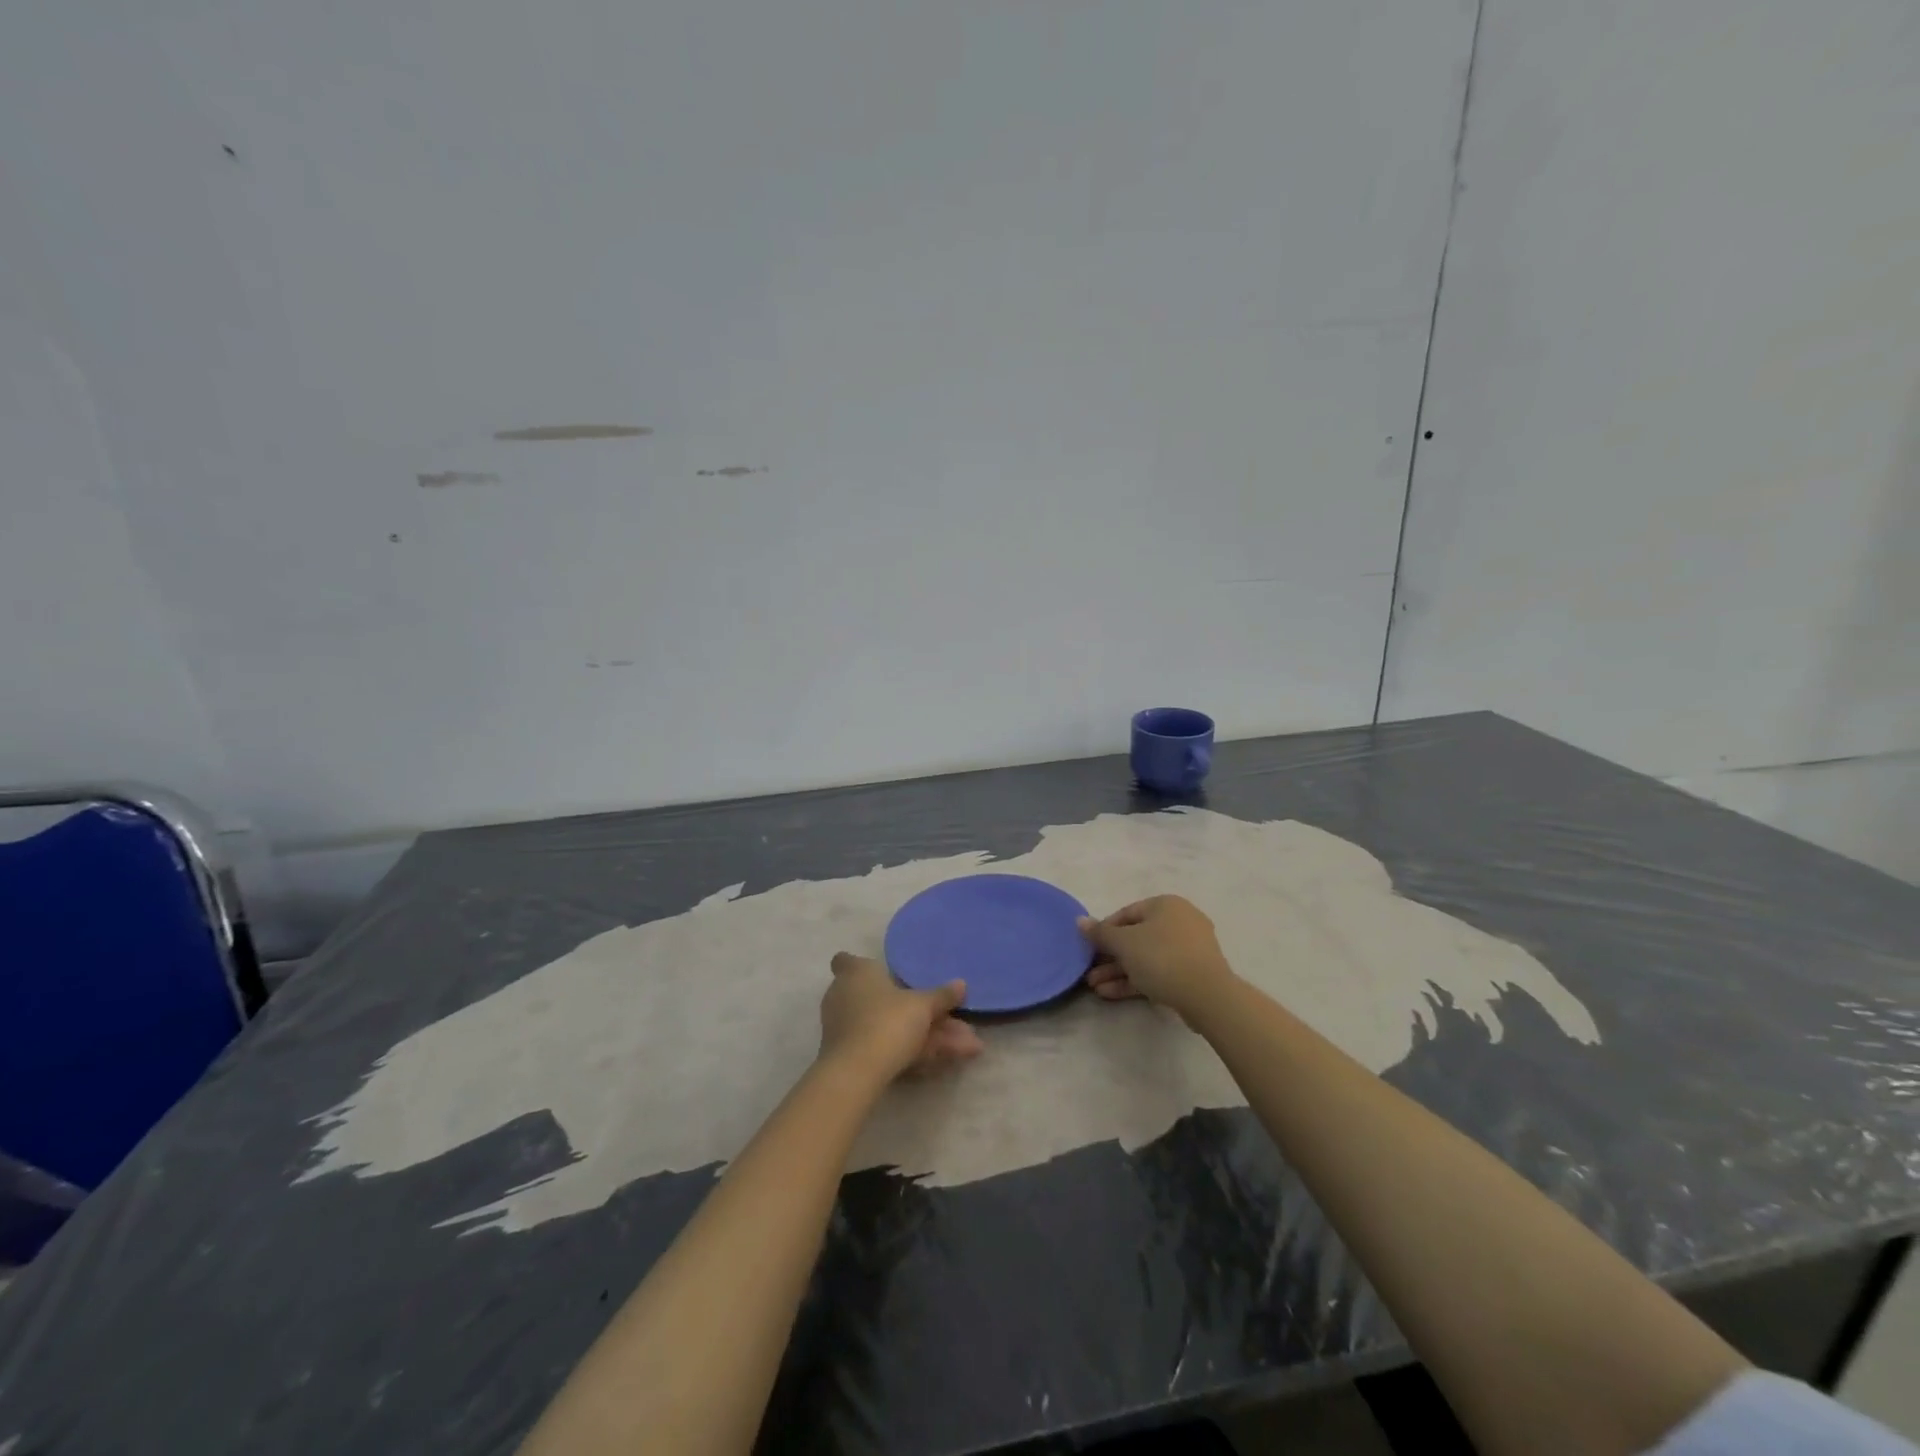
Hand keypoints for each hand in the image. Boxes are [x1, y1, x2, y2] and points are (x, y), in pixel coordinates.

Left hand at [819, 953, 984, 1082]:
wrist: (857, 1073)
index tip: (883, 974)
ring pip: (891, 1027)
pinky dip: (914, 1052)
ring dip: (928, 1037)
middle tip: (953, 1021)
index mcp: (856, 973)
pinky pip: (887, 1047)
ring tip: (966, 1047)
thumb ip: (941, 996)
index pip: (846, 960)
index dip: (862, 966)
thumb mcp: (922, 1006)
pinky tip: (946, 1062)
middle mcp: (845, 997)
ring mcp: (847, 1029)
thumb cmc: (887, 1022)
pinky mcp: (851, 1057)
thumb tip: (961, 984)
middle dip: (920, 1013)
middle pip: (884, 1000)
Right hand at [1079, 895, 1234, 1016]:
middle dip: (1109, 957)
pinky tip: (1111, 994)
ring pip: (1146, 957)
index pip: (1126, 913)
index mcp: (1165, 905)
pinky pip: (1159, 972)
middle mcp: (1179, 921)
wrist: (1207, 995)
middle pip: (1136, 938)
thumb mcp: (1124, 943)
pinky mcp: (1192, 973)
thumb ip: (1100, 933)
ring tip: (1095, 987)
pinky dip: (1136, 980)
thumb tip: (1079, 920)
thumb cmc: (1161, 957)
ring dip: (1119, 971)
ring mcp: (1189, 949)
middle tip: (1090, 972)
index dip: (1104, 930)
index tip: (1088, 948)